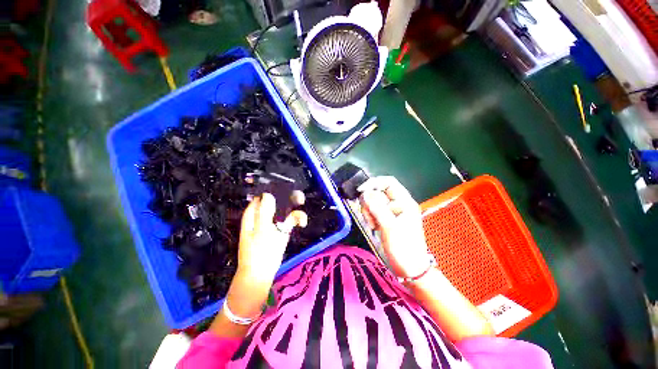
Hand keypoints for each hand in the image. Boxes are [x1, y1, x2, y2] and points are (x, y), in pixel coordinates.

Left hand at [237, 193, 307, 284]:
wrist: (261, 274)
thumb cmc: (258, 252)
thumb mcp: (261, 230)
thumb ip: (264, 212)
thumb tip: (268, 194)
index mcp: (254, 213)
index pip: (264, 196)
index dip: (275, 190)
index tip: (288, 188)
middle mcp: (264, 215)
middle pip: (277, 201)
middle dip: (289, 198)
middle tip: (300, 199)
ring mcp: (274, 222)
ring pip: (285, 209)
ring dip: (295, 209)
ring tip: (302, 213)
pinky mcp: (282, 229)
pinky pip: (290, 220)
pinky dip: (297, 219)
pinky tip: (302, 223)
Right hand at [359, 176, 429, 278]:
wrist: (410, 269)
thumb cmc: (403, 248)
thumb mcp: (390, 227)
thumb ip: (377, 208)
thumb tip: (364, 193)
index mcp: (404, 202)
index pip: (388, 183)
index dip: (374, 183)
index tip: (361, 191)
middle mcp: (397, 204)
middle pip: (378, 192)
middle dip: (370, 203)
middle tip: (370, 217)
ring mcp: (391, 212)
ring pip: (373, 202)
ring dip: (369, 212)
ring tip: (373, 225)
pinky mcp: (385, 220)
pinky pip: (373, 212)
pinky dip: (370, 217)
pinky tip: (373, 227)